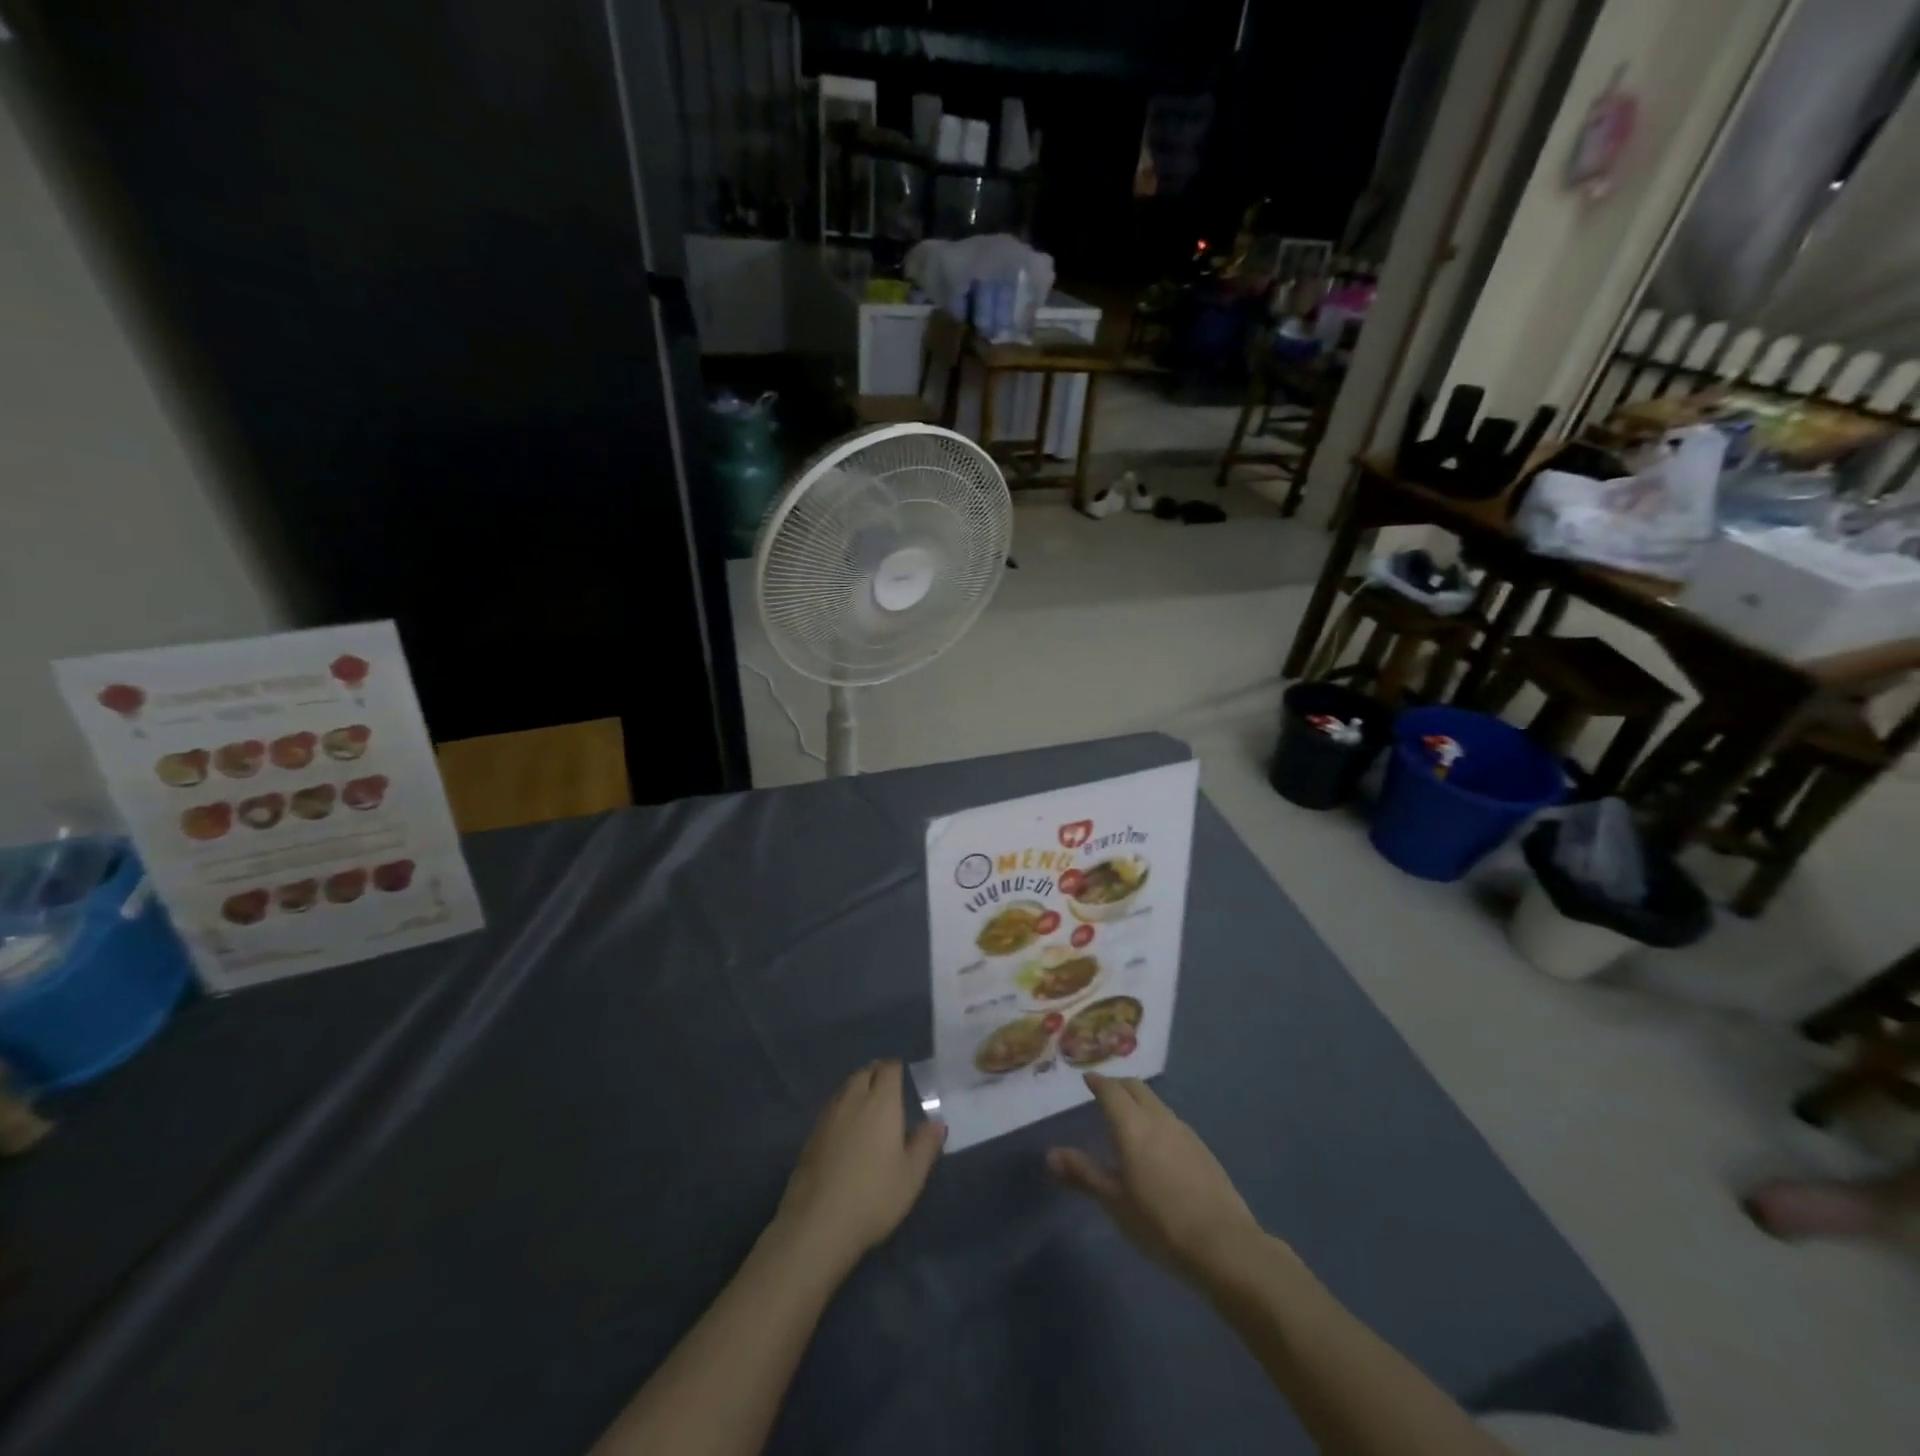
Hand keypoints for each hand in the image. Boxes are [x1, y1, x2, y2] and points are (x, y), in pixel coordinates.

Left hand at [773, 1060, 945, 1274]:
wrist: (817, 1223)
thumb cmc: (874, 1196)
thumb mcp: (912, 1176)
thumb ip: (926, 1144)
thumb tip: (937, 1122)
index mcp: (881, 1102)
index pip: (889, 1069)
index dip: (896, 1069)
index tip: (903, 1076)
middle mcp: (853, 1099)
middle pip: (864, 1072)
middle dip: (876, 1074)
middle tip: (887, 1090)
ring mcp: (828, 1116)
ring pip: (845, 1088)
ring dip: (857, 1089)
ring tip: (867, 1107)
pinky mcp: (811, 1135)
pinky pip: (831, 1108)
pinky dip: (842, 1109)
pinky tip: (846, 1130)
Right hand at [1048, 1073, 1263, 1280]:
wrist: (1224, 1245)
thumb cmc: (1160, 1223)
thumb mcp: (1115, 1202)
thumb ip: (1083, 1174)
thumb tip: (1050, 1154)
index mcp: (1132, 1126)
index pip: (1111, 1090)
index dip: (1098, 1082)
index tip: (1087, 1079)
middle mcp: (1158, 1118)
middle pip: (1136, 1087)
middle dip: (1118, 1085)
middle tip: (1104, 1093)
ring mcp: (1184, 1131)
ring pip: (1156, 1103)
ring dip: (1139, 1101)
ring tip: (1128, 1118)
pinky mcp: (1202, 1148)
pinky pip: (1171, 1121)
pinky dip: (1156, 1120)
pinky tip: (1157, 1145)